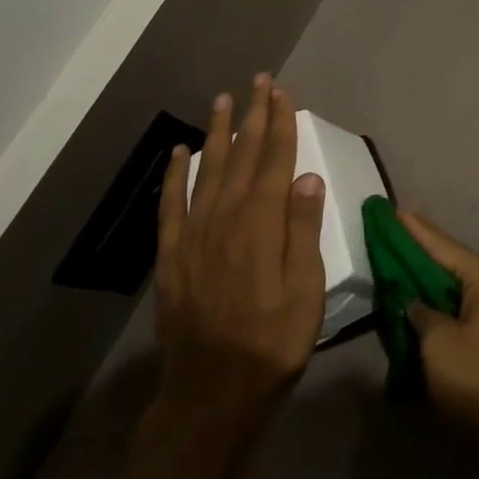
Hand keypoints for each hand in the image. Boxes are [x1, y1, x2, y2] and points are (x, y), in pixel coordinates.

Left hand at [152, 75, 327, 428]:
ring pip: (207, 170)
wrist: (210, 397)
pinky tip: (177, 154)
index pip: (274, 160)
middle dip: (252, 115)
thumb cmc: (271, 344)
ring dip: (216, 133)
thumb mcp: (305, 292)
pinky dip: (174, 175)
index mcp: (261, 223)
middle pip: (242, 156)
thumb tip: (308, 176)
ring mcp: (193, 236)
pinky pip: (170, 205)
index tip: (282, 93)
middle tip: (258, 81)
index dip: (280, 124)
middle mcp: (225, 218)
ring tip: (222, 101)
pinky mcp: (171, 257)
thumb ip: (303, 231)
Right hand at [399, 210, 478, 461]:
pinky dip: (434, 304)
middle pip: (446, 261)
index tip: (388, 210)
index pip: (440, 244)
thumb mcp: (439, 345)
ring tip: (392, 263)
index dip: (411, 229)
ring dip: (423, 279)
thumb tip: (410, 301)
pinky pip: (456, 307)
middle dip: (415, 250)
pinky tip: (412, 303)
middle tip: (384, 234)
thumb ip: (419, 314)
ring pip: (450, 285)